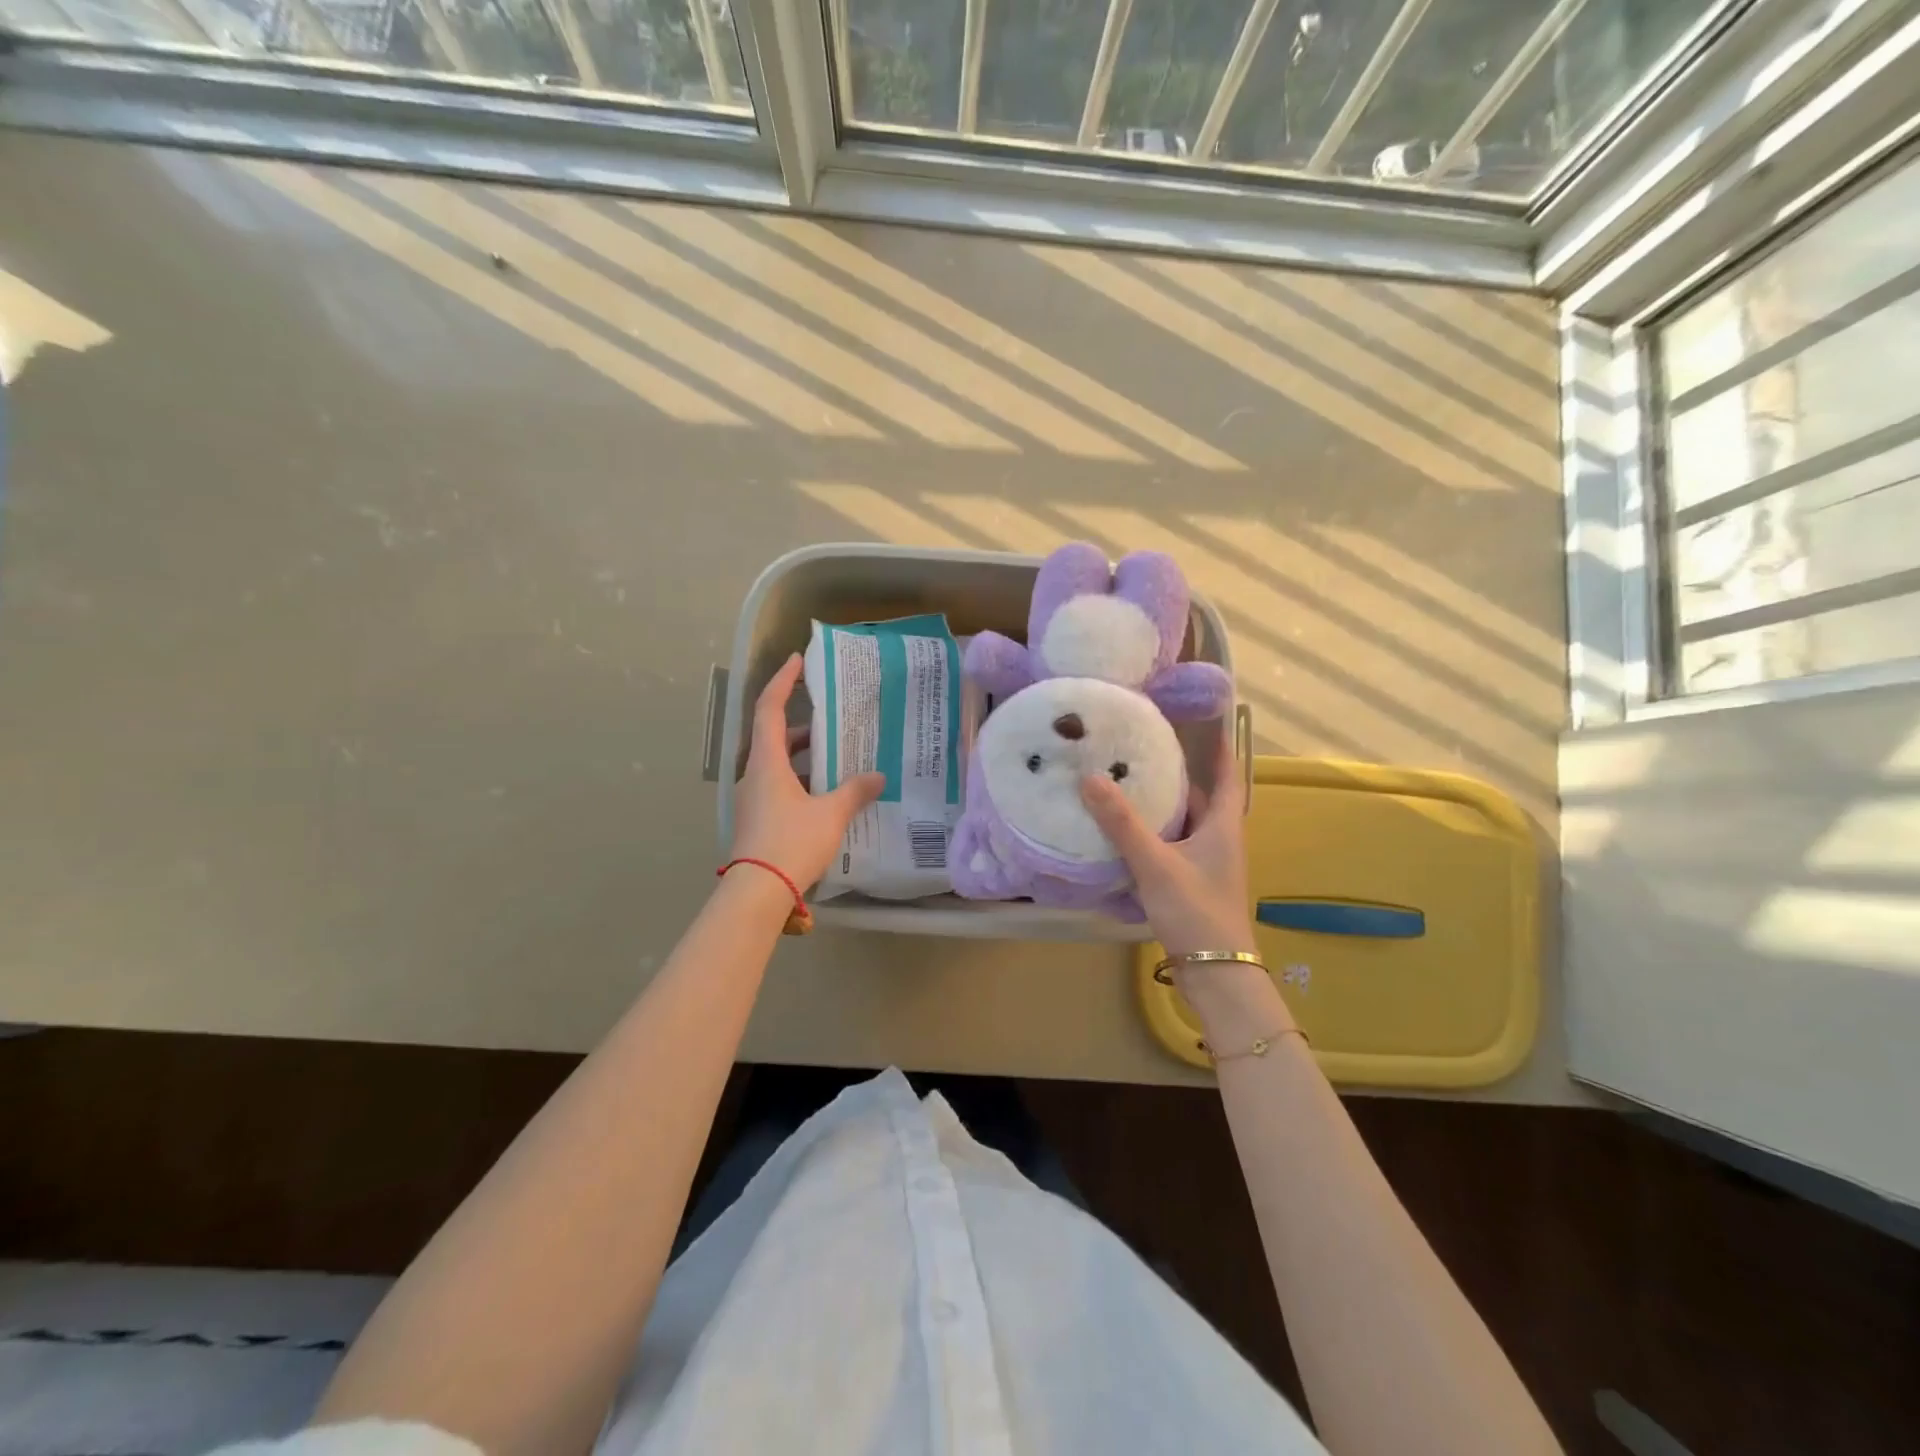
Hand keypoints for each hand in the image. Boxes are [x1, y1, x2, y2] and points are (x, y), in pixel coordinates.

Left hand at [730, 653, 884, 890]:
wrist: (756, 893)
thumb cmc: (791, 843)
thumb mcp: (831, 814)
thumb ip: (854, 791)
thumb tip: (878, 776)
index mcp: (767, 762)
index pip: (770, 709)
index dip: (782, 681)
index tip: (797, 660)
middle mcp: (754, 775)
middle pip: (775, 736)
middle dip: (804, 725)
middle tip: (834, 720)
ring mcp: (752, 799)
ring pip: (777, 764)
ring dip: (804, 756)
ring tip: (837, 758)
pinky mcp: (757, 819)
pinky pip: (779, 786)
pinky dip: (801, 780)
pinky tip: (826, 795)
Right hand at [1079, 725, 1257, 963]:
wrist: (1216, 973)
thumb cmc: (1196, 911)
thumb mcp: (1156, 864)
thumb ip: (1122, 824)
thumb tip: (1090, 778)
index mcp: (1222, 827)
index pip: (1227, 776)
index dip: (1219, 748)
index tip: (1205, 721)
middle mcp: (1218, 841)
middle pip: (1199, 799)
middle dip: (1174, 776)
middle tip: (1141, 752)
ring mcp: (1206, 865)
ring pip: (1182, 825)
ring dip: (1159, 808)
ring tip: (1124, 786)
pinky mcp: (1191, 885)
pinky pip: (1170, 848)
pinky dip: (1151, 837)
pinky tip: (1122, 835)